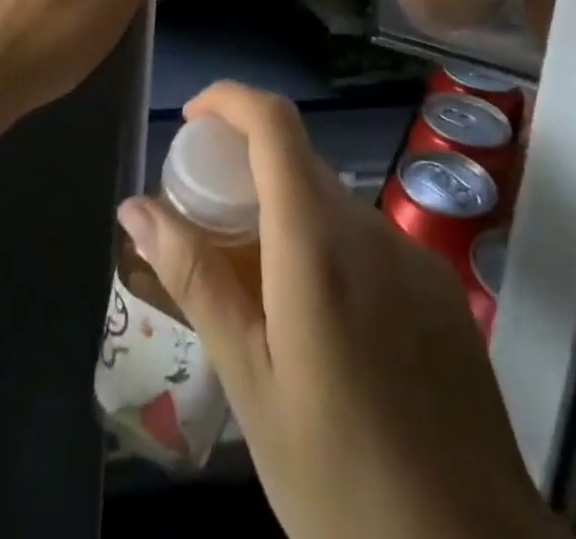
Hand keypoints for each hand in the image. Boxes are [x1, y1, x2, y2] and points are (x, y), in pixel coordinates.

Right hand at [117, 83, 558, 538]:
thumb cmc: (338, 477)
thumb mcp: (250, 380)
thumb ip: (195, 279)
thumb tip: (136, 207)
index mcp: (316, 239)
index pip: (274, 122)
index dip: (230, 99)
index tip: (193, 120)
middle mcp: (370, 227)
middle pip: (300, 162)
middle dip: (248, 170)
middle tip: (209, 226)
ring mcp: (413, 254)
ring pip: (334, 205)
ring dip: (290, 219)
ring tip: (259, 292)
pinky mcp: (439, 286)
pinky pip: (371, 242)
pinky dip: (332, 251)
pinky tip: (326, 329)